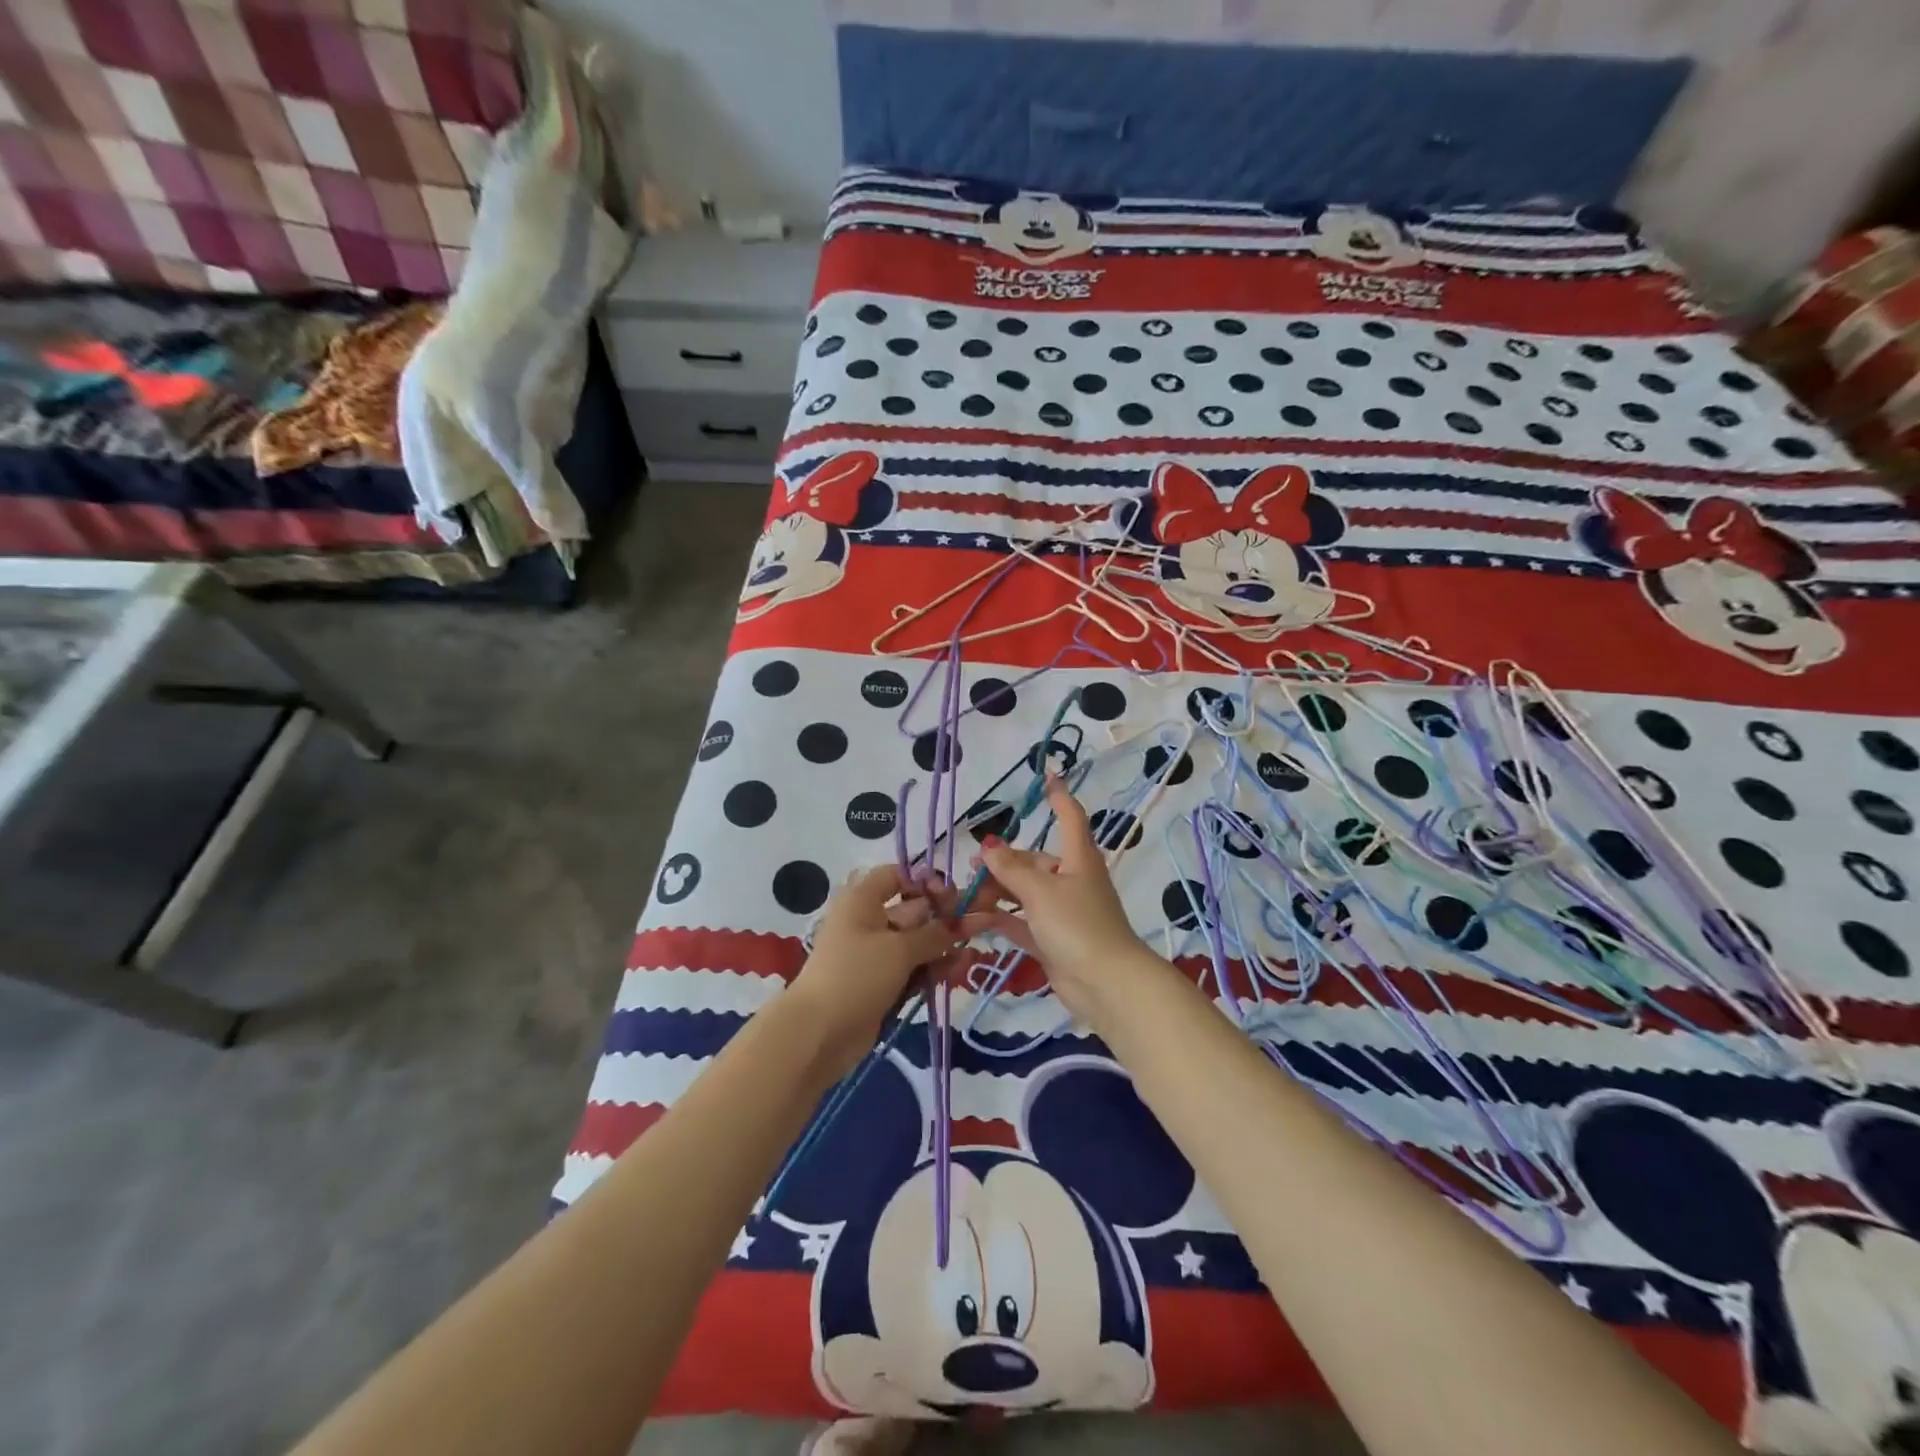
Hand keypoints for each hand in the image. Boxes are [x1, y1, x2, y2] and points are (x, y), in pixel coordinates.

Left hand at [787, 865, 987, 1077]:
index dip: (925, 882)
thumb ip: (935, 934)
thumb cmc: (856, 974)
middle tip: (978, 924)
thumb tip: (961, 924)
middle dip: (944, 918)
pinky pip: (912, 968)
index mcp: (863, 900)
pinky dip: (932, 968)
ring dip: (943, 946)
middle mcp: (868, 921)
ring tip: (972, 953)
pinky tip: (958, 970)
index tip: (951, 897)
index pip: (897, 876)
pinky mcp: (881, 983)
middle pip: (912, 910)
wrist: (819, 1032)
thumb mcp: (899, 949)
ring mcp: (874, 955)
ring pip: (916, 943)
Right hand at [971, 773, 1157, 1028]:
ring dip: (997, 892)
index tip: (1047, 776)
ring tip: (965, 895)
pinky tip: (973, 919)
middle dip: (1004, 862)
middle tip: (972, 867)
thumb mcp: (1040, 891)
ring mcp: (1063, 912)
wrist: (1106, 984)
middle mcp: (1072, 880)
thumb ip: (1011, 869)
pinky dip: (1000, 919)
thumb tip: (988, 846)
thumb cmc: (1078, 925)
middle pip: (1035, 862)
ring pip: (1025, 893)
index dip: (1059, 797)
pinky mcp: (1053, 940)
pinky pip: (1021, 922)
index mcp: (1078, 858)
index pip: (1070, 818)